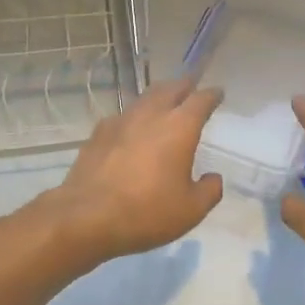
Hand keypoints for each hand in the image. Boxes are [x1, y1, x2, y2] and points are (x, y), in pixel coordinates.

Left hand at [33, 77, 223, 266]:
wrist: (86, 218)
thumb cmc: (147, 212)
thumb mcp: (191, 210)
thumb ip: (209, 190)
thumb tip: (213, 178)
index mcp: (179, 127)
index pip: (200, 100)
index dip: (212, 95)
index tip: (218, 93)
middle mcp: (150, 115)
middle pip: (169, 89)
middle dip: (184, 86)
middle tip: (191, 89)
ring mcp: (120, 122)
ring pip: (144, 100)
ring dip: (158, 98)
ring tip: (164, 105)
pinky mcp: (97, 135)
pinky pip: (122, 117)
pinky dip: (134, 118)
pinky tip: (132, 131)